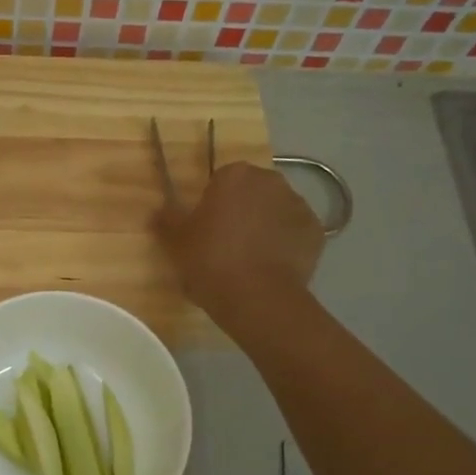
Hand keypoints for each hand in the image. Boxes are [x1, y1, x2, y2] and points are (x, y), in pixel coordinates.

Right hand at [155, 161, 323, 322]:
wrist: (257, 298)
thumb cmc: (211, 261)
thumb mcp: (176, 242)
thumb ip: (167, 219)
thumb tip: (159, 209)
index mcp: (235, 176)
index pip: (221, 181)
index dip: (213, 205)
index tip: (206, 230)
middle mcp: (271, 181)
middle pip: (252, 193)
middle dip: (242, 211)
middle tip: (226, 245)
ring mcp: (299, 205)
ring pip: (276, 212)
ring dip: (265, 227)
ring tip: (250, 261)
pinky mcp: (316, 233)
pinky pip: (295, 234)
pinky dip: (286, 246)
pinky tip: (271, 269)